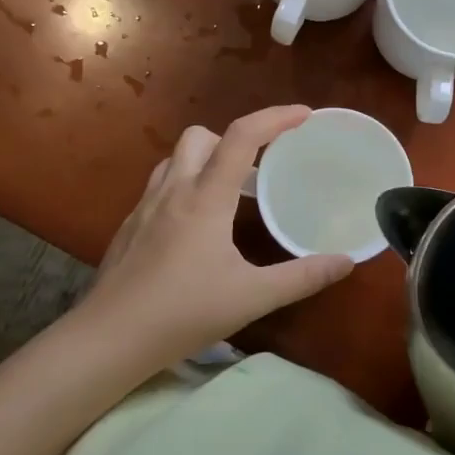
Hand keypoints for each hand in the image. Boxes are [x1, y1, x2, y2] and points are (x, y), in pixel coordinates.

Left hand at [79, 106, 353, 362]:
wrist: (108, 339)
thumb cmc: (183, 313)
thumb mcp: (251, 298)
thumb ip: (302, 277)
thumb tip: (346, 262)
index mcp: (205, 197)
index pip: (241, 136)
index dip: (275, 117)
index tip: (304, 115)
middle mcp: (173, 190)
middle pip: (201, 136)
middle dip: (233, 139)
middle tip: (258, 169)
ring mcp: (145, 206)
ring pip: (175, 158)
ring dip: (204, 160)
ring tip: (229, 193)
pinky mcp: (129, 226)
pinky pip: (160, 186)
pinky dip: (184, 186)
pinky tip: (194, 228)